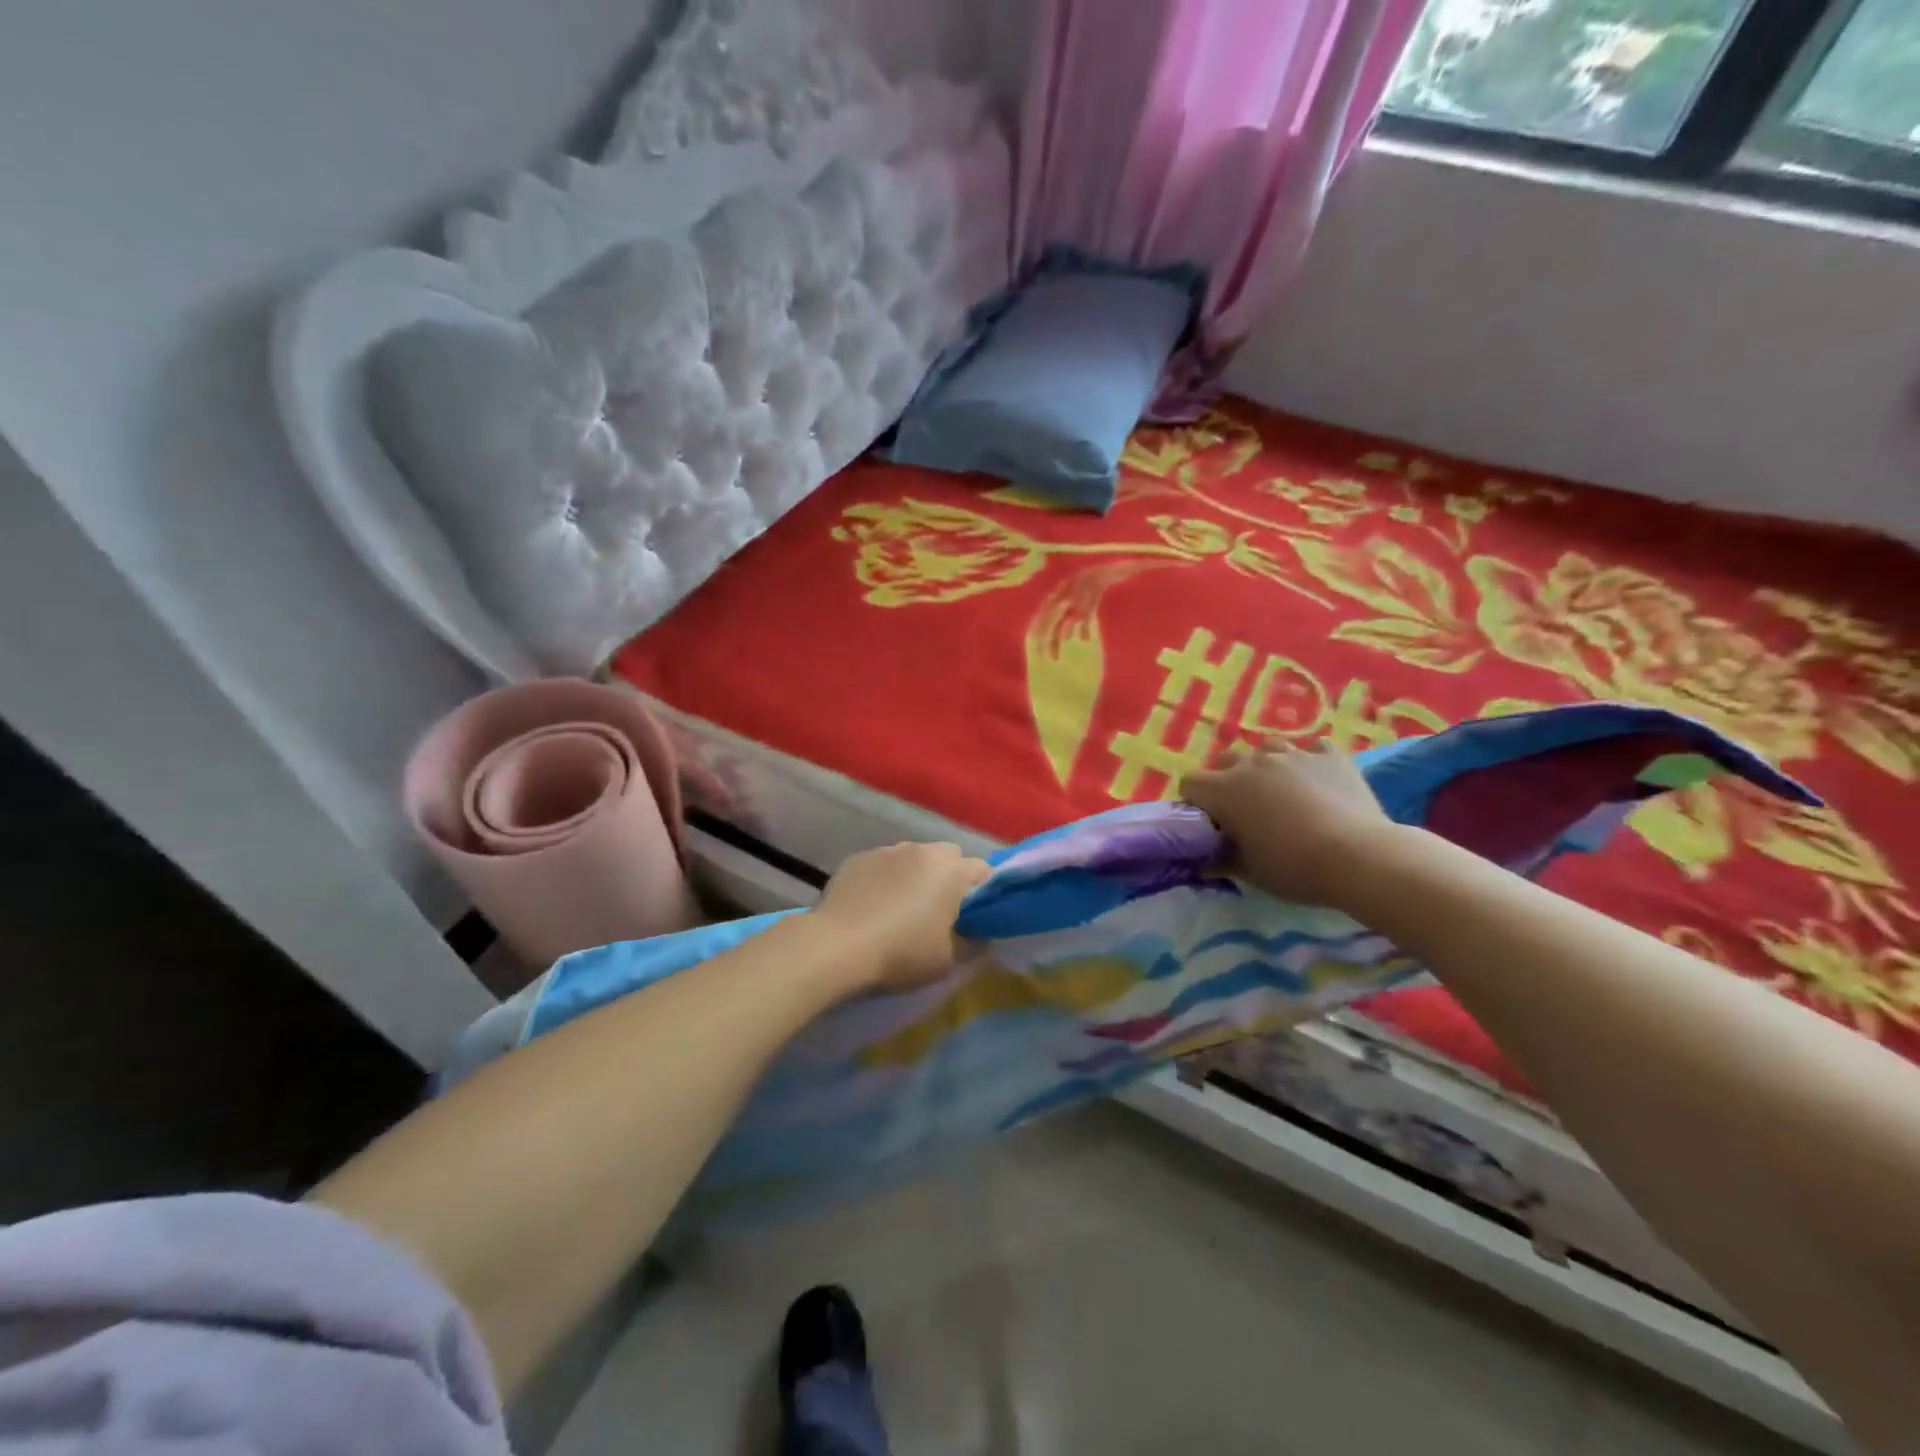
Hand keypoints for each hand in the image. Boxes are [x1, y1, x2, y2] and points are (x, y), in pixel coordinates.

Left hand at [812, 841, 993, 990]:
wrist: (836, 946)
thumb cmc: (902, 952)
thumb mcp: (948, 960)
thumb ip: (974, 944)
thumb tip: (982, 936)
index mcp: (951, 869)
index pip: (983, 871)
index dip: (983, 893)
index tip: (974, 917)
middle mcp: (922, 849)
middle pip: (948, 858)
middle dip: (949, 879)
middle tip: (939, 913)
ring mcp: (886, 850)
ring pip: (913, 859)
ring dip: (915, 877)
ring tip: (900, 910)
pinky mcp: (857, 858)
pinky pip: (882, 866)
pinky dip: (884, 880)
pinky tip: (872, 907)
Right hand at [1180, 742, 1404, 911]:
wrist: (1360, 857)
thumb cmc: (1293, 868)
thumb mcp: (1250, 873)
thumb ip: (1222, 862)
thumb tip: (1205, 863)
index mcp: (1224, 790)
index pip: (1190, 783)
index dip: (1195, 802)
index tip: (1210, 823)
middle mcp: (1252, 763)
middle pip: (1224, 761)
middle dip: (1227, 780)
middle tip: (1244, 810)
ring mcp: (1293, 754)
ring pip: (1266, 748)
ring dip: (1265, 766)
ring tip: (1280, 791)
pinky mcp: (1330, 755)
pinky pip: (1311, 749)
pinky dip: (1309, 762)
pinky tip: (1317, 781)